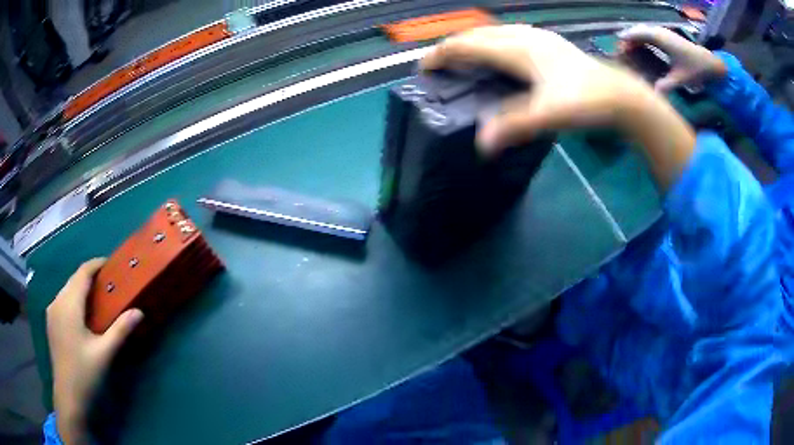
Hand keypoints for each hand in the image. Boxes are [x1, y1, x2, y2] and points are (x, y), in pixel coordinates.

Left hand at [47, 258, 142, 443]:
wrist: (68, 396)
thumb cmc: (85, 374)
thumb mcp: (104, 354)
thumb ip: (120, 331)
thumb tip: (139, 311)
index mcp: (68, 305)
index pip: (82, 273)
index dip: (96, 265)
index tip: (111, 264)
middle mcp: (57, 301)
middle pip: (73, 279)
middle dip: (90, 276)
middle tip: (108, 283)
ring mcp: (52, 312)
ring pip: (67, 289)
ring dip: (81, 288)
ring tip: (97, 297)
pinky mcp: (51, 322)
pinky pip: (63, 300)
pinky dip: (74, 298)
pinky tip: (82, 313)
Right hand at [420, 24, 650, 154]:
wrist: (623, 97)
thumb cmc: (588, 102)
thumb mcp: (549, 115)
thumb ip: (515, 126)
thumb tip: (482, 145)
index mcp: (519, 50)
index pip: (470, 46)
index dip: (443, 54)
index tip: (424, 67)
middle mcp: (526, 38)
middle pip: (479, 34)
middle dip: (455, 45)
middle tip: (440, 62)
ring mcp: (541, 39)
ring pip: (496, 32)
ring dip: (475, 41)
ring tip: (465, 55)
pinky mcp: (552, 45)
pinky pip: (513, 36)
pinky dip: (496, 42)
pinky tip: (503, 50)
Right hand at [618, 25, 726, 92]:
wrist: (711, 64)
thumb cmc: (696, 70)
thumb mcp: (681, 79)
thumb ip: (666, 86)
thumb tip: (652, 94)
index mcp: (660, 38)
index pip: (637, 34)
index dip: (626, 40)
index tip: (618, 48)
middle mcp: (660, 32)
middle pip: (638, 30)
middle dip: (629, 39)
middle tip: (621, 50)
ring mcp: (665, 33)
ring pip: (644, 31)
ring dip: (636, 38)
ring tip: (629, 49)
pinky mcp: (669, 37)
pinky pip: (650, 34)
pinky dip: (643, 39)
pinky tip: (642, 48)